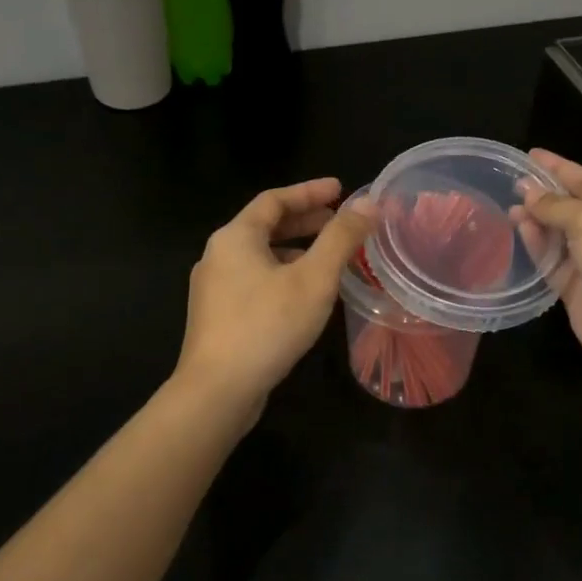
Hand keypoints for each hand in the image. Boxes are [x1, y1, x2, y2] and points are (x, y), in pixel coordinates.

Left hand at [175, 178, 371, 414]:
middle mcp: (218, 256)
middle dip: (304, 222)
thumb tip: (367, 203)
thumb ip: (341, 238)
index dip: (309, 192)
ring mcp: (213, 288)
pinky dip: (282, 275)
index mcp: (235, 237)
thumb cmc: (267, 325)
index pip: (274, 200)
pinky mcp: (217, 317)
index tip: (340, 189)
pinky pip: (255, 281)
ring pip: (260, 257)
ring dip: (295, 251)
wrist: (217, 391)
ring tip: (329, 260)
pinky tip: (304, 296)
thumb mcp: (314, 279)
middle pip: (265, 227)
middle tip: (339, 223)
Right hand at [517, 149, 581, 402]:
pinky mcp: (579, 292)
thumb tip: (529, 195)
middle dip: (547, 196)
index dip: (561, 168)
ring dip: (538, 221)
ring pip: (562, 237)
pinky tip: (519, 230)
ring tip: (510, 207)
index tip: (532, 155)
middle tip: (513, 183)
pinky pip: (553, 263)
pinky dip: (537, 247)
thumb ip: (558, 206)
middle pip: (576, 209)